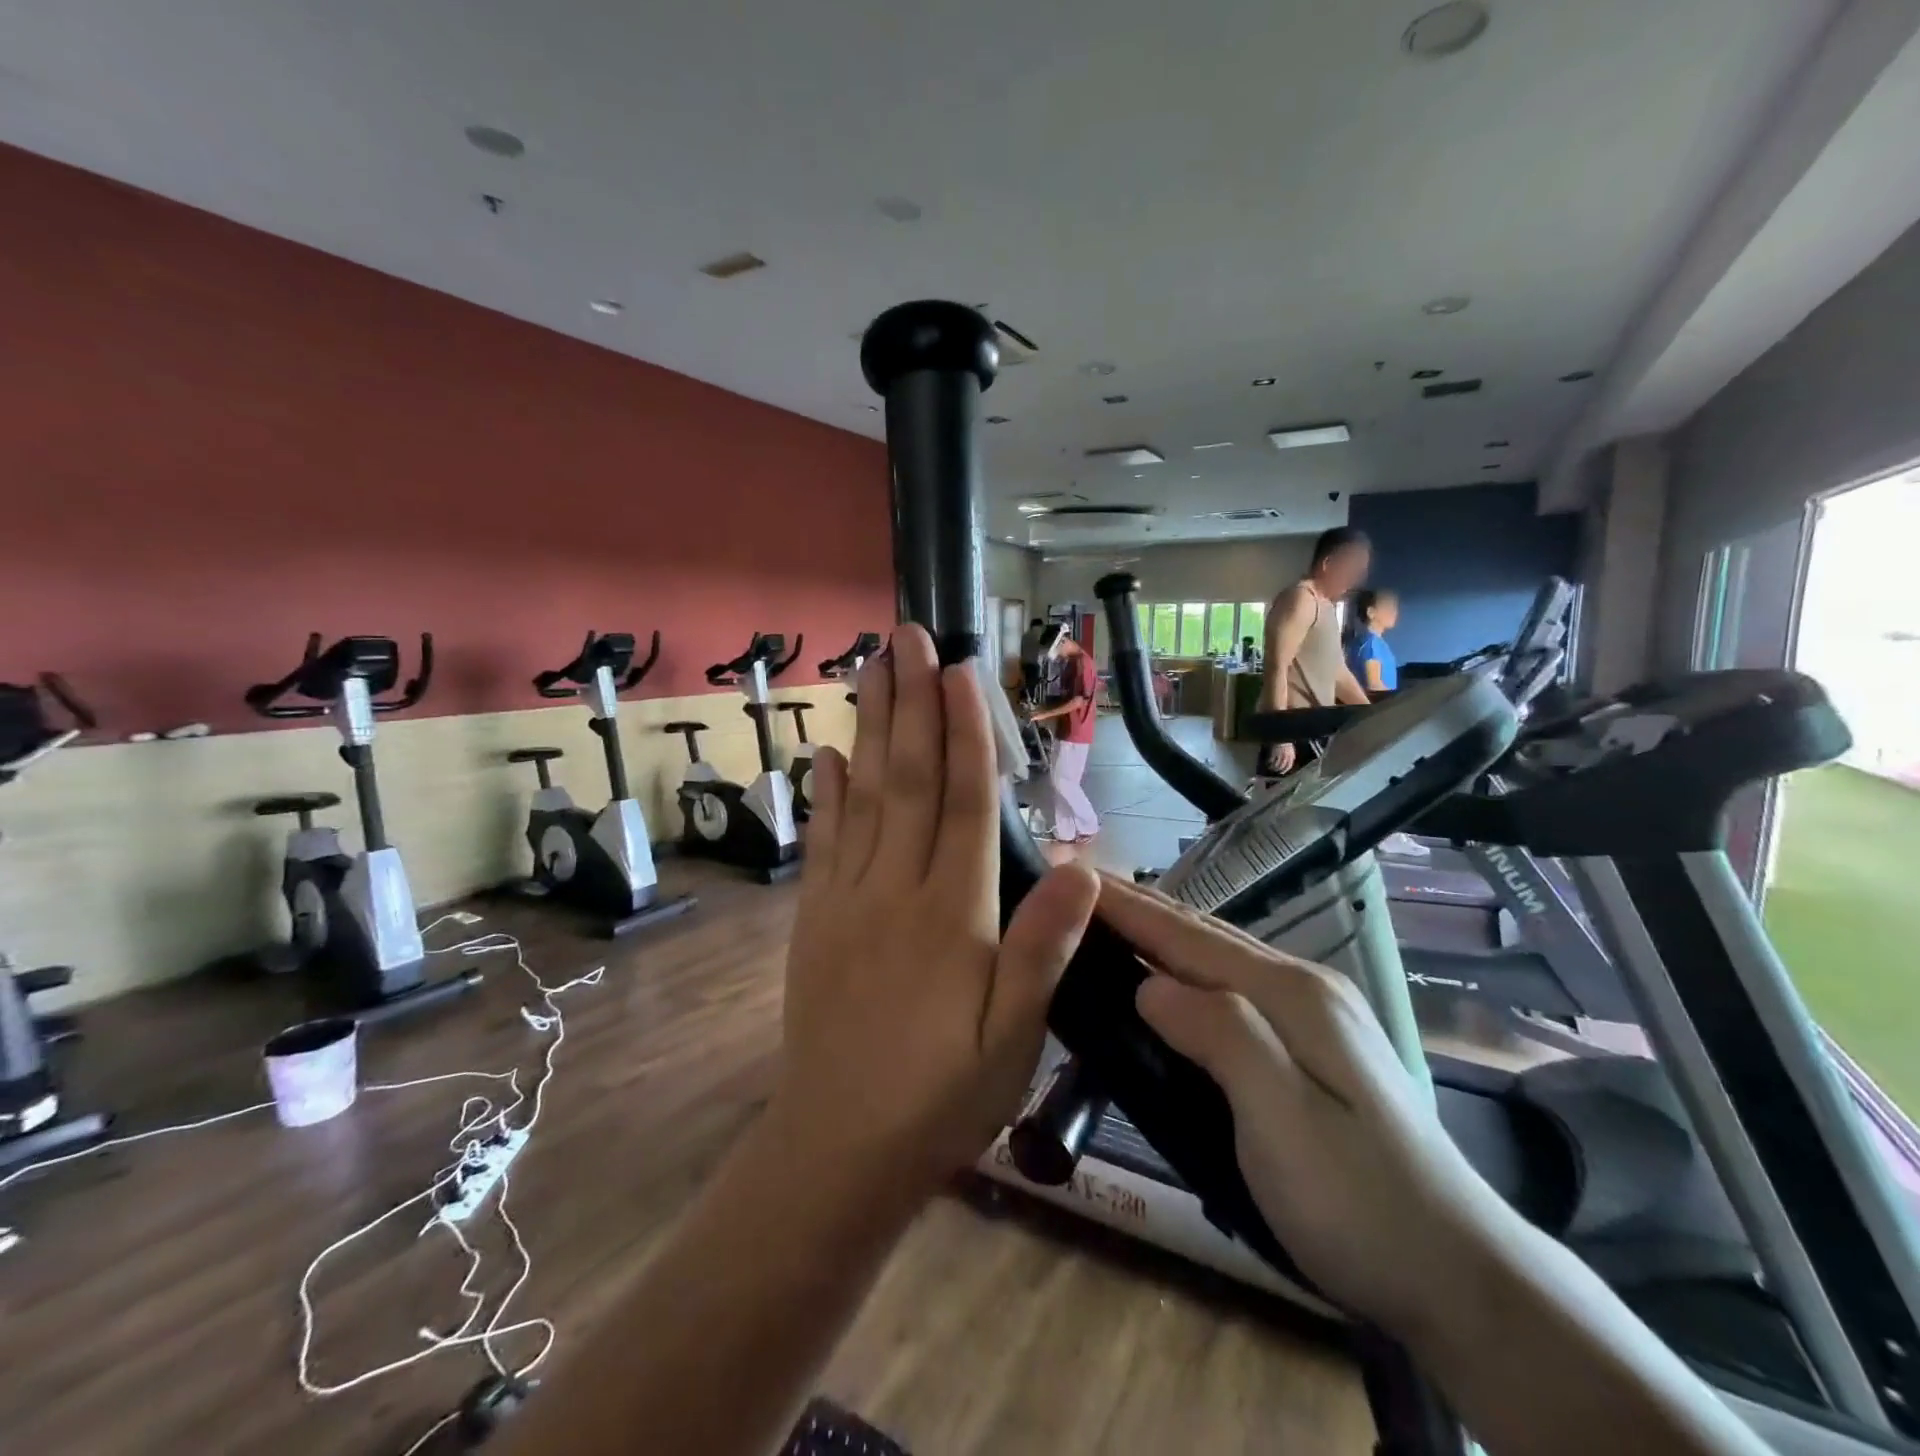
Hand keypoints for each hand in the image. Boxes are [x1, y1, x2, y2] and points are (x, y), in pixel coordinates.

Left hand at [774, 625, 1099, 1200]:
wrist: (838, 1149)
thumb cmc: (943, 1096)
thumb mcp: (1015, 1036)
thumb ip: (1045, 946)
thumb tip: (1084, 865)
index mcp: (952, 912)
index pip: (964, 801)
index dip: (966, 731)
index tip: (959, 670)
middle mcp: (895, 888)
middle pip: (908, 779)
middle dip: (910, 703)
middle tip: (905, 636)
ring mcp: (847, 899)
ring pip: (862, 796)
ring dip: (869, 728)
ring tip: (869, 670)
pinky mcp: (815, 920)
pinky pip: (823, 843)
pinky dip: (825, 793)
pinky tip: (826, 755)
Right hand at [1099, 876, 1519, 1333]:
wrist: (1463, 1277)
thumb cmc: (1359, 1204)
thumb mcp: (1283, 1122)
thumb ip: (1221, 1037)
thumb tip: (1149, 987)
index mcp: (1291, 995)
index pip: (1187, 937)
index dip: (1127, 907)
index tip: (1070, 877)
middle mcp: (1303, 986)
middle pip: (1202, 934)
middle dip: (1139, 907)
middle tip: (1076, 888)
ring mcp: (1314, 1012)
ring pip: (1218, 956)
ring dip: (1160, 933)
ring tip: (1107, 920)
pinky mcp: (1313, 1041)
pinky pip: (1230, 984)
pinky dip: (1185, 966)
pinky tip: (1166, 976)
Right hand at [1266, 741, 1295, 775]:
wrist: (1281, 735)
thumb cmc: (1285, 741)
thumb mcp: (1290, 749)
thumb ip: (1290, 755)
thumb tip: (1289, 761)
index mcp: (1291, 756)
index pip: (1289, 766)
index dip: (1285, 770)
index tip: (1282, 772)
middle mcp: (1286, 757)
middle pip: (1282, 766)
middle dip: (1278, 770)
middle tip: (1275, 771)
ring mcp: (1279, 755)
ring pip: (1276, 765)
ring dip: (1273, 767)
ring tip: (1270, 768)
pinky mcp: (1273, 753)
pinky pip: (1271, 761)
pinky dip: (1268, 763)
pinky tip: (1267, 763)